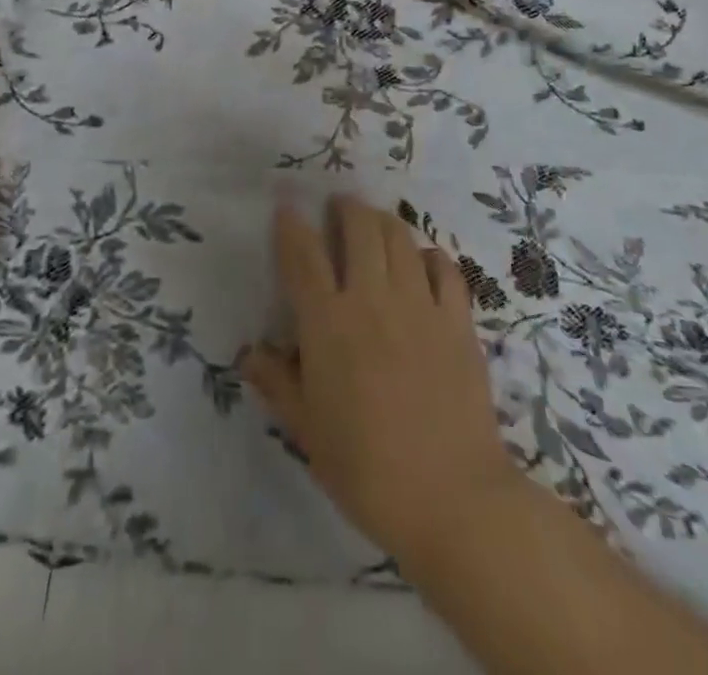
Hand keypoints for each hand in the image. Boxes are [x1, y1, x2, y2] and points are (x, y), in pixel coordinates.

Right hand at [241, 197, 518, 567]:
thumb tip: (249, 354)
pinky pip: (446, 269)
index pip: (303, 255)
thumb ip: (277, 383)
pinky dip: (431, 255)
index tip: (286, 207)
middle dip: (346, 208)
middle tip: (339, 208)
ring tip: (376, 224)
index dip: (291, 225)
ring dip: (384, 221)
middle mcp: (372, 299)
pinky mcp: (458, 321)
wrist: (452, 499)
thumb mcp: (307, 431)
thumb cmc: (366, 469)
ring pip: (400, 237)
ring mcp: (420, 305)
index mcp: (328, 323)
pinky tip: (424, 261)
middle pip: (359, 227)